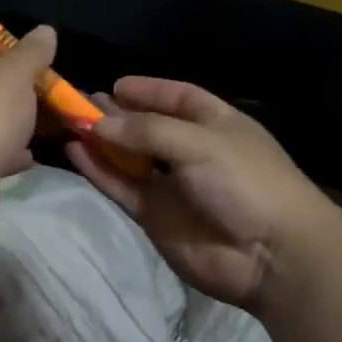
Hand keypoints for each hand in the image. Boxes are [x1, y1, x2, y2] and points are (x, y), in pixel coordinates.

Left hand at [0, 26, 56, 233]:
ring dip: (14, 126)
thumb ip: (33, 52)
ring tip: (49, 127)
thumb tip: (45, 30)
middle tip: (50, 97)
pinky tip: (30, 157)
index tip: (35, 63)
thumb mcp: (16, 72)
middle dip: (17, 93)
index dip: (6, 53)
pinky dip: (8, 155)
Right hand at [65, 77, 329, 311]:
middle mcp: (191, 149)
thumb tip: (98, 123)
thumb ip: (146, 132)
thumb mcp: (198, 143)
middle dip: (116, 114)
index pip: (176, 97)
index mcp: (214, 122)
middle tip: (78, 102)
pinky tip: (75, 151)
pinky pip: (122, 186)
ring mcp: (172, 185)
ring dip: (101, 140)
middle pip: (146, 126)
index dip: (146, 90)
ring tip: (67, 121)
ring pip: (129, 157)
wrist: (273, 257)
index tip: (113, 85)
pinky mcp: (155, 216)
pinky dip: (99, 170)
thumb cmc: (244, 181)